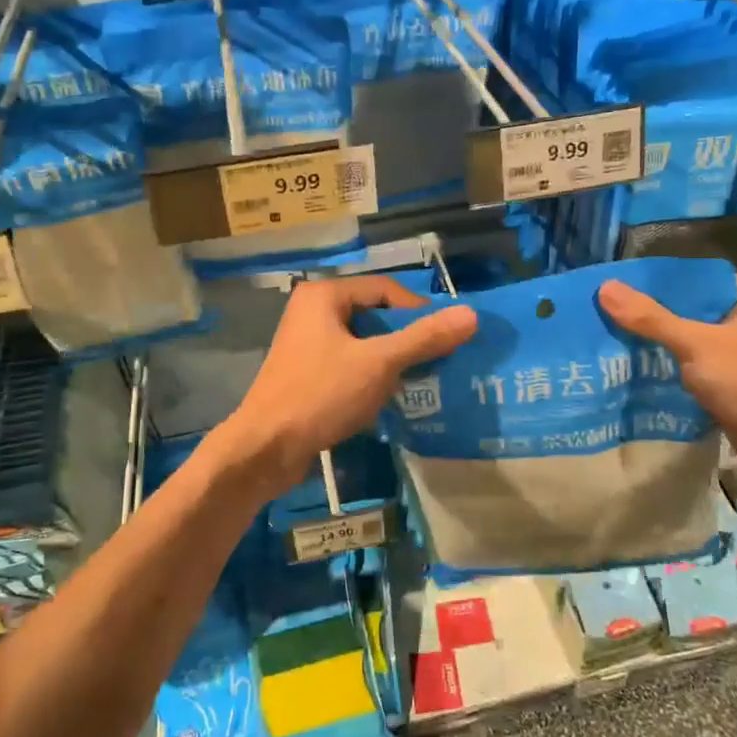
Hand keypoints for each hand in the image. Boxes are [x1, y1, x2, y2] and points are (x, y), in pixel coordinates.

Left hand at [215, 276, 477, 489]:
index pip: (384, 288)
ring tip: (420, 380)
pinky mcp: (306, 373)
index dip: (418, 310)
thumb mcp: (379, 363)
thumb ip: (424, 338)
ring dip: (391, 359)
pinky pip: (349, 363)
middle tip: (437, 359)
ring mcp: (306, 343)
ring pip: (362, 341)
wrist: (266, 448)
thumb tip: (471, 315)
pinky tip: (389, 397)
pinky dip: (371, 375)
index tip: (444, 337)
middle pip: (374, 314)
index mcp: (324, 296)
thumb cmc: (321, 395)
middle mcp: (312, 311)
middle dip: (406, 337)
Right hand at [598, 274, 736, 488]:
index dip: (651, 284)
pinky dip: (666, 373)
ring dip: (654, 347)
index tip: (610, 289)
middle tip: (600, 317)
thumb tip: (605, 287)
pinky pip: (690, 371)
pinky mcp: (730, 385)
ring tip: (606, 343)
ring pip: (685, 342)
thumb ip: (650, 318)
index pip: (689, 278)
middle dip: (647, 318)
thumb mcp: (697, 344)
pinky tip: (631, 373)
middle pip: (684, 310)